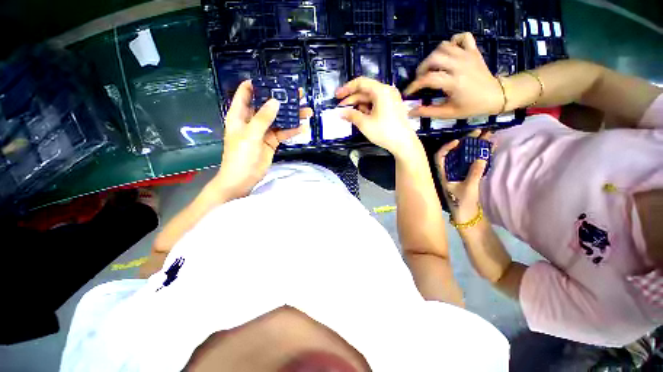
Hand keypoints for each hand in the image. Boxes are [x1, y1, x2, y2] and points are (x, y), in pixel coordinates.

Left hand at [214, 80, 312, 199]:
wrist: (243, 179)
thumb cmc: (240, 156)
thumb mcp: (250, 135)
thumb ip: (263, 118)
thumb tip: (276, 101)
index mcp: (240, 115)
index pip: (246, 94)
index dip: (257, 84)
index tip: (273, 79)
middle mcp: (252, 120)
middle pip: (268, 105)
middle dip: (282, 99)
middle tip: (299, 94)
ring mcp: (263, 132)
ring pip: (279, 119)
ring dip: (292, 115)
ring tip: (307, 111)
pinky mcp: (272, 142)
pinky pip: (283, 133)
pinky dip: (292, 130)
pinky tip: (303, 127)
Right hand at [335, 77, 419, 157]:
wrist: (404, 143)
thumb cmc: (384, 131)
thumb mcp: (364, 123)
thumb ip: (351, 115)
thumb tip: (339, 112)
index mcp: (381, 90)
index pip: (360, 83)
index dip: (346, 88)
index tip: (336, 96)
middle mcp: (387, 91)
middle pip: (365, 91)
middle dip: (351, 100)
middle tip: (340, 109)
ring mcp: (391, 99)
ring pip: (370, 99)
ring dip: (358, 106)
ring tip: (349, 116)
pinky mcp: (392, 107)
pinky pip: (376, 104)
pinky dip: (367, 109)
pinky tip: (360, 117)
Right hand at [405, 32, 504, 118]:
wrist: (497, 95)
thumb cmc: (471, 106)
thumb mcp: (448, 113)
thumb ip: (428, 112)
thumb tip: (410, 112)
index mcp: (454, 82)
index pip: (428, 79)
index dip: (414, 85)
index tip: (408, 92)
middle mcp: (459, 65)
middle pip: (434, 57)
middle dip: (422, 68)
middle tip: (420, 78)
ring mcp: (467, 55)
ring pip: (444, 46)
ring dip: (433, 55)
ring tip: (431, 67)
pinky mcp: (473, 50)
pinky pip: (462, 37)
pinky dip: (453, 41)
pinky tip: (449, 52)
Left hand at [435, 130, 491, 222]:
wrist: (466, 215)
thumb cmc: (461, 203)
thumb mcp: (468, 189)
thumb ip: (474, 174)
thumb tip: (481, 158)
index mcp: (444, 173)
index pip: (440, 156)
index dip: (447, 147)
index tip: (458, 141)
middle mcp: (449, 171)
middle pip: (455, 153)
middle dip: (466, 142)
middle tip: (479, 132)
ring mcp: (458, 173)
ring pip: (465, 156)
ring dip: (475, 146)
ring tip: (488, 136)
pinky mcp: (467, 175)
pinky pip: (472, 162)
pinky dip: (480, 155)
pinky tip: (490, 148)